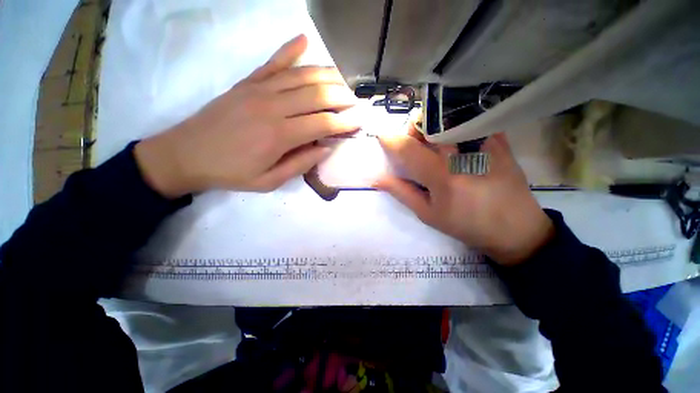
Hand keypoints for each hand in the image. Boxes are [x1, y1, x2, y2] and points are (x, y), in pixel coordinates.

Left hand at [135, 34, 358, 197]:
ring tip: (343, 80)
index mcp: (280, 135)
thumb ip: (300, 164)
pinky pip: (272, 62)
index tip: (359, 122)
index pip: (323, 123)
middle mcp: (273, 107)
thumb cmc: (231, 173)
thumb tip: (326, 148)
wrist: (186, 155)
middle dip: (342, 97)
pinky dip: (289, 49)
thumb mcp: (269, 181)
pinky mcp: (247, 82)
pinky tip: (303, 40)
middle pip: (317, 94)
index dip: (345, 122)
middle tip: (356, 102)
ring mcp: (259, 90)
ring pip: (301, 75)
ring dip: (326, 75)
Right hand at [376, 127, 553, 265]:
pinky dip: (453, 125)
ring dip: (432, 126)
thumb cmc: (466, 225)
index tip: (382, 136)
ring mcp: (483, 143)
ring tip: (434, 144)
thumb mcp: (428, 214)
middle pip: (429, 123)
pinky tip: (455, 142)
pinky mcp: (498, 140)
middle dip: (414, 129)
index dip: (391, 140)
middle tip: (414, 144)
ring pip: (448, 117)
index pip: (408, 148)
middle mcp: (462, 154)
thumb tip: (377, 178)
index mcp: (442, 176)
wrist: (515, 228)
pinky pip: (469, 120)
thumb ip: (401, 192)